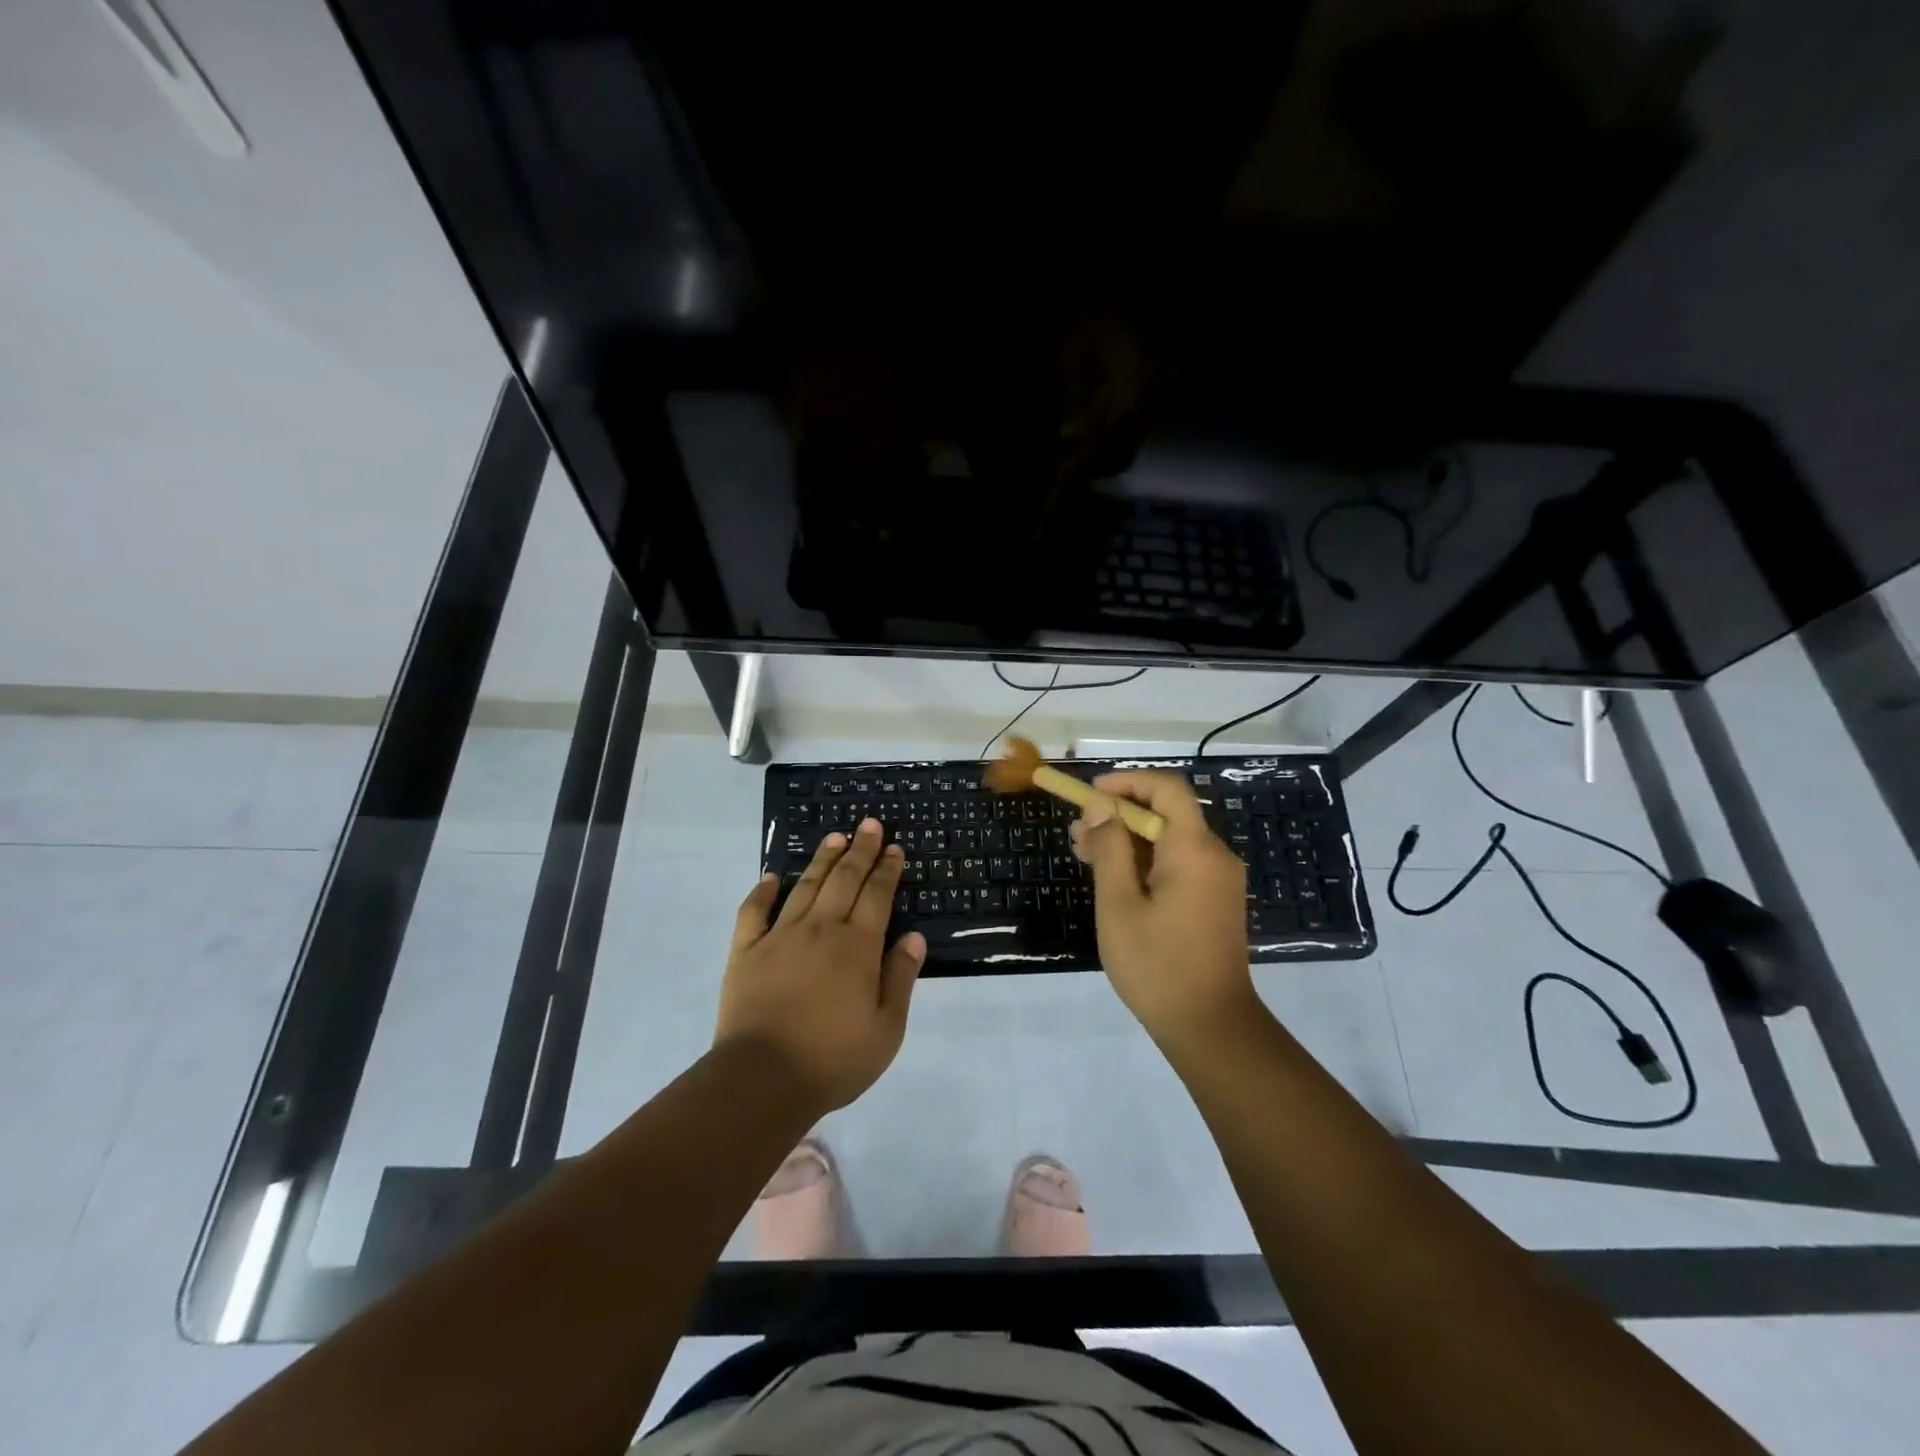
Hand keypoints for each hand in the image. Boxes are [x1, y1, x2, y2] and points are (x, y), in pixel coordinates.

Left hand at [716, 818, 925, 1115]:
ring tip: (834, 837)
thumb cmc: (833, 1058)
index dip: (887, 870)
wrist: (762, 1079)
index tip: (894, 848)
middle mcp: (820, 930)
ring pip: (806, 887)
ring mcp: (780, 937)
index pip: (877, 896)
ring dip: (822, 860)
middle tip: (869, 824)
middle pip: (844, 880)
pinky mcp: (746, 951)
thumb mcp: (886, 1029)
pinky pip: (754, 912)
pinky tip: (772, 877)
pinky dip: (763, 891)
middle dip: (860, 850)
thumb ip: (900, 978)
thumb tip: (913, 936)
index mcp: (857, 947)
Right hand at [1071, 771, 1256, 1051]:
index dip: (1127, 782)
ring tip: (1085, 856)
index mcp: (1194, 849)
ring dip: (1128, 840)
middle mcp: (1214, 855)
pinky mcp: (1215, 901)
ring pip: (1170, 840)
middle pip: (1166, 814)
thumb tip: (1100, 807)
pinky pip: (1179, 864)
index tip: (1090, 795)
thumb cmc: (1158, 965)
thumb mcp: (1119, 904)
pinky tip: (1115, 880)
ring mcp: (1219, 880)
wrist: (1211, 1027)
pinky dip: (1146, 861)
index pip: (1167, 789)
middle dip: (1119, 815)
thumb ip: (1110, 848)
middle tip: (1077, 834)